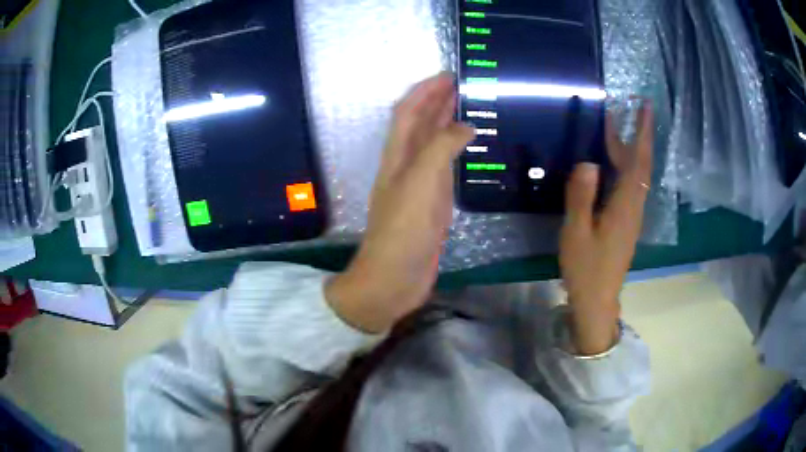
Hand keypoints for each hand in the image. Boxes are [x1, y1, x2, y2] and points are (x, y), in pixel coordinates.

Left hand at [326, 73, 474, 332]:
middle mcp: (406, 165)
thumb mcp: (420, 183)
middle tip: (462, 85)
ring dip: (445, 122)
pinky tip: (467, 147)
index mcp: (398, 156)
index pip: (409, 112)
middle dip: (436, 101)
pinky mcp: (432, 203)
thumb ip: (440, 149)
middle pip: (420, 124)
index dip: (424, 91)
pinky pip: (444, 167)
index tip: (447, 75)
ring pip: (432, 144)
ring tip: (468, 107)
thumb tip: (465, 126)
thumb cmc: (403, 230)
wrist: (394, 278)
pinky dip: (454, 151)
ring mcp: (420, 185)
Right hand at [560, 102, 653, 354]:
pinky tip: (609, 163)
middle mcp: (634, 206)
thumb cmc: (586, 269)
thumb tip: (587, 161)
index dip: (643, 132)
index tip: (645, 106)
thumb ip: (581, 196)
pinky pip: (628, 185)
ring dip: (629, 149)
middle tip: (627, 109)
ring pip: (635, 174)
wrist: (597, 300)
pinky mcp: (626, 222)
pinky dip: (622, 166)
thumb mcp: (577, 233)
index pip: (638, 160)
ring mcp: (632, 215)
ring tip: (613, 129)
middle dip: (637, 134)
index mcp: (625, 205)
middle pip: (639, 164)